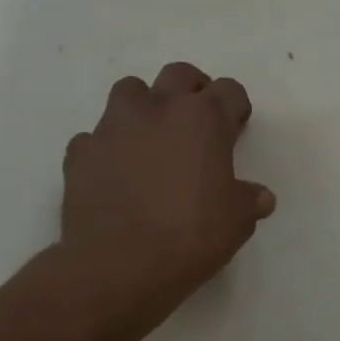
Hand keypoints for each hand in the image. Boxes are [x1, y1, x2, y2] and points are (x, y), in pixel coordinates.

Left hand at [57, 62, 274, 340]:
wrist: (119, 265)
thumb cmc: (192, 236)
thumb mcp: (238, 221)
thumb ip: (249, 199)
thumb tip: (259, 196)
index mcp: (203, 119)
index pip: (229, 91)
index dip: (236, 108)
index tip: (237, 128)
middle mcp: (157, 109)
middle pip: (178, 75)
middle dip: (192, 91)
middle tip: (198, 122)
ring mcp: (113, 127)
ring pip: (130, 92)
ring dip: (145, 108)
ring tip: (152, 141)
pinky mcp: (81, 152)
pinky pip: (96, 137)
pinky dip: (109, 148)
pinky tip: (117, 175)